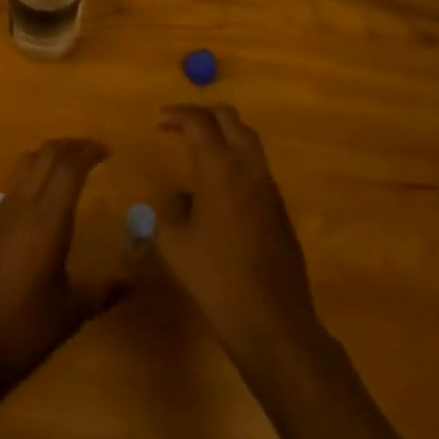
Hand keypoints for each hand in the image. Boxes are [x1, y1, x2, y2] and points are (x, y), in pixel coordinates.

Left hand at [0, 138, 127, 387]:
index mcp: (48, 219)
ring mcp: (2, 212)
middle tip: (92, 152)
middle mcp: (24, 205)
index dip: (89, 152)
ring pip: (27, 162)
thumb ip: (103, 291)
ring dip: (50, 155)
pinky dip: (33, 172)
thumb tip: (132, 283)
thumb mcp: (71, 312)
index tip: (107, 152)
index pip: (69, 167)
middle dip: (71, 146)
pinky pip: (15, 182)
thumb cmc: (25, 329)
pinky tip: (43, 196)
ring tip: (69, 165)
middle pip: (47, 154)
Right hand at [153, 104, 322, 371]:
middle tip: (179, 127)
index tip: (159, 121)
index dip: (177, 114)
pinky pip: (256, 164)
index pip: (199, 122)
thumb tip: (169, 201)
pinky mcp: (279, 207)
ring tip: (198, 150)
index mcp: (220, 168)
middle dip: (203, 115)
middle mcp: (248, 166)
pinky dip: (235, 158)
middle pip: (229, 118)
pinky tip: (218, 188)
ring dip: (223, 133)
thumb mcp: (175, 248)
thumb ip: (164, 217)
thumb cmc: (219, 281)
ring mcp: (268, 186)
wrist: (275, 324)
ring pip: (247, 138)